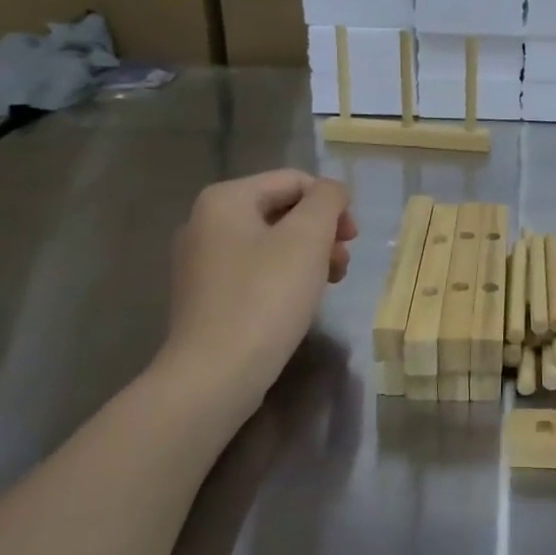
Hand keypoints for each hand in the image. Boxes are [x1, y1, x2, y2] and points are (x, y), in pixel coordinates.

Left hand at [153, 170, 356, 408]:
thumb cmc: (266, 296)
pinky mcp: (207, 296)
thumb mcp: (308, 237)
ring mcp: (202, 261)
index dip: (332, 203)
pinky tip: (302, 301)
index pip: (294, 181)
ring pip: (271, 242)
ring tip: (331, 282)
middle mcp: (205, 222)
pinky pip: (256, 270)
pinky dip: (285, 276)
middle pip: (282, 210)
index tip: (353, 237)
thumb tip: (332, 191)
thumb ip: (327, 200)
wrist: (216, 373)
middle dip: (321, 231)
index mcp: (225, 199)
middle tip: (344, 261)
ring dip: (309, 255)